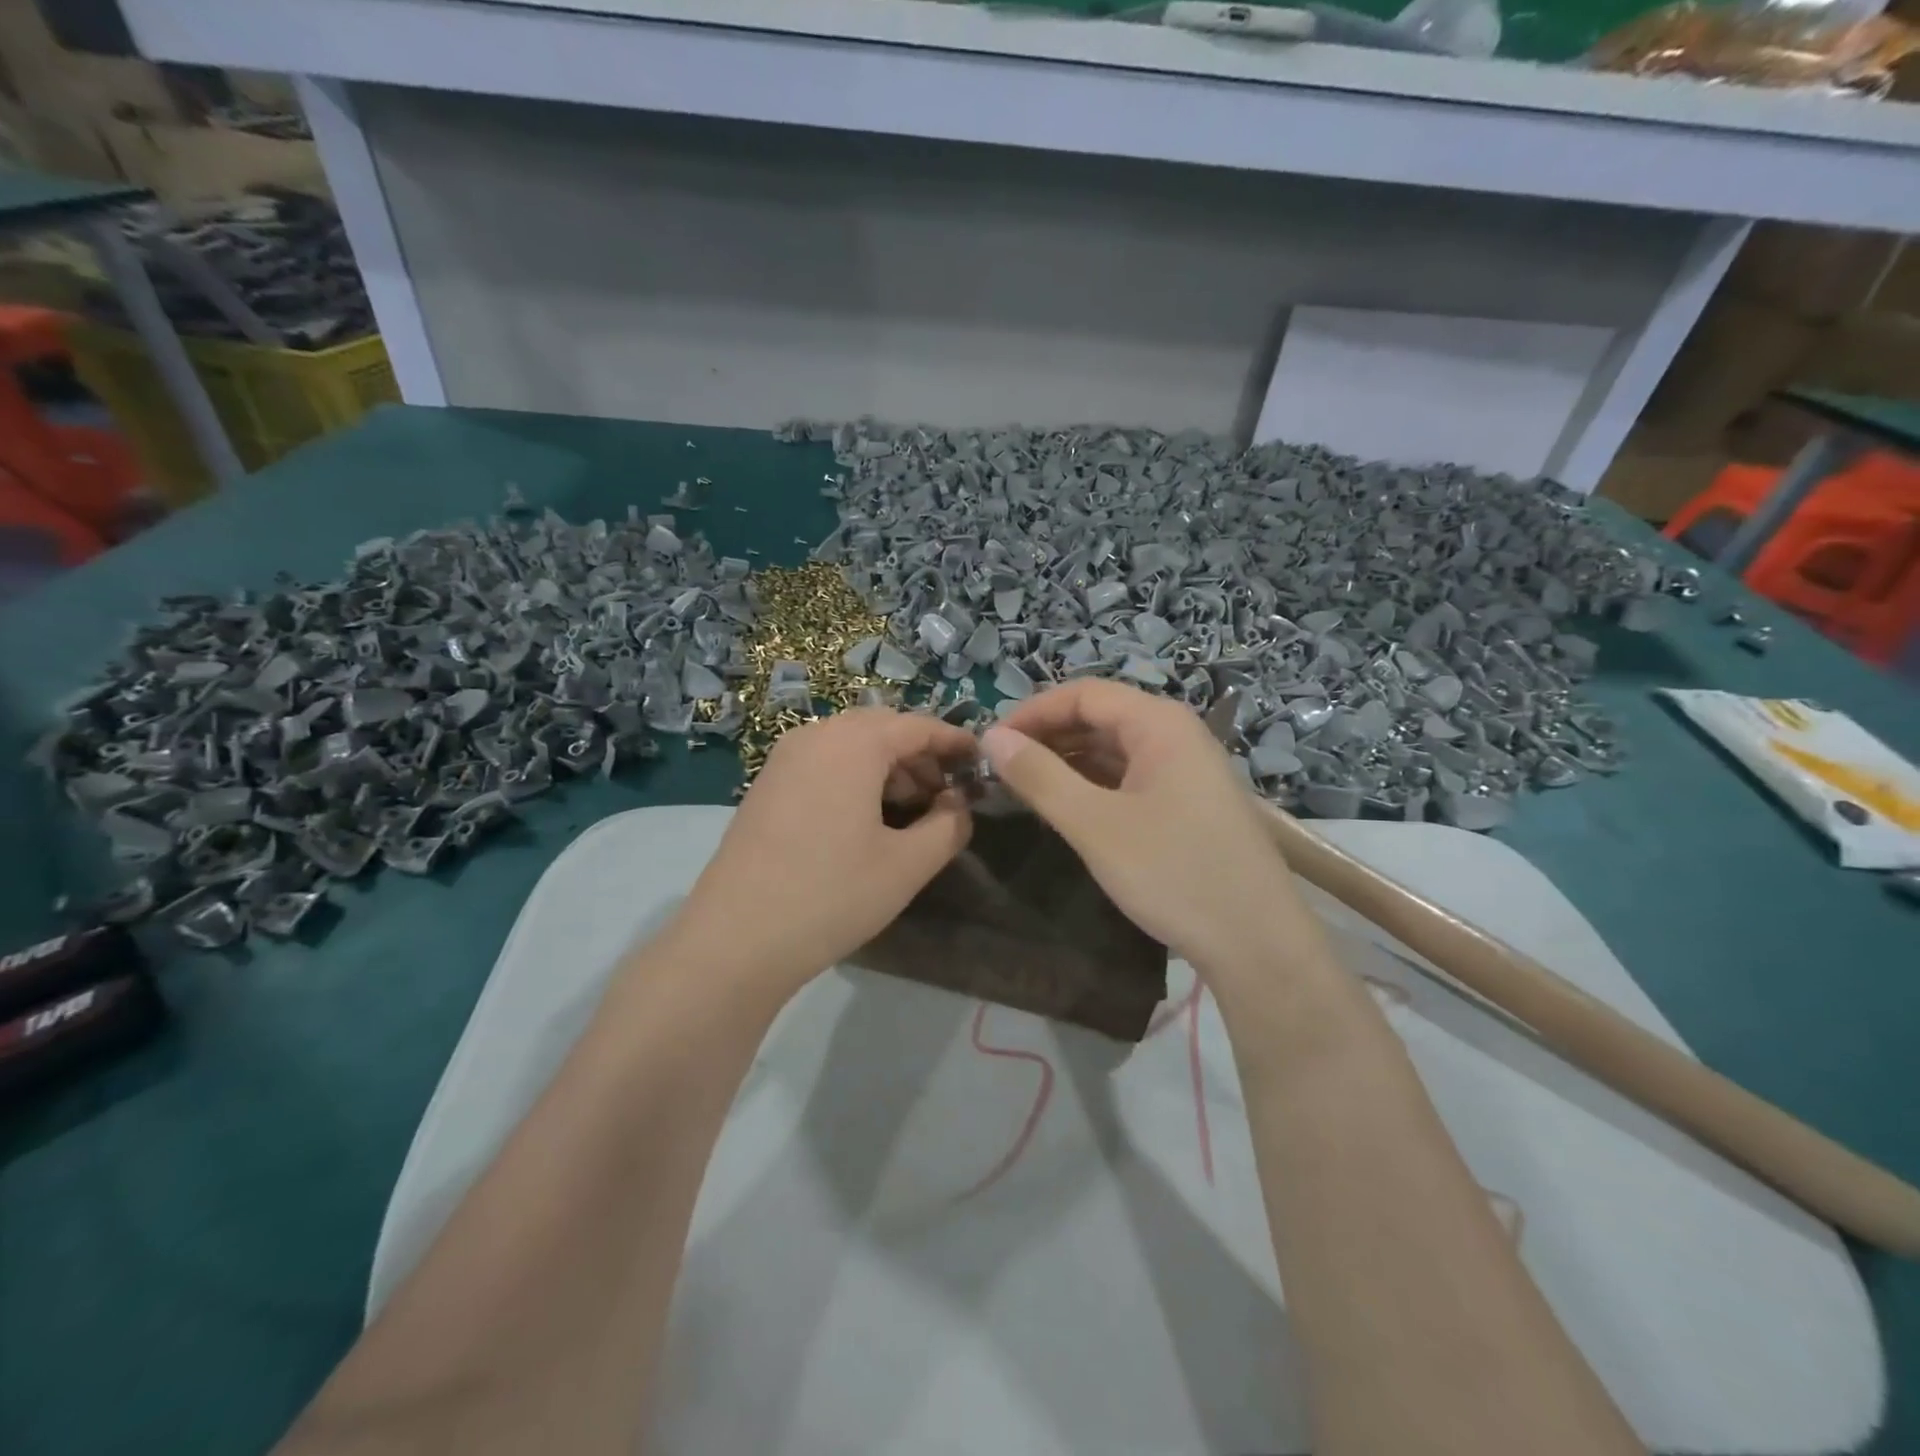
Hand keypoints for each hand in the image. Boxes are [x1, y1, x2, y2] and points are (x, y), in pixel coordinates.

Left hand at [661, 709, 975, 994]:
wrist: (735, 940)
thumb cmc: (832, 896)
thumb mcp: (907, 865)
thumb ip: (949, 826)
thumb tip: (959, 804)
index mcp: (853, 744)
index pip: (917, 726)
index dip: (954, 742)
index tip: (982, 763)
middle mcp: (815, 736)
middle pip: (882, 730)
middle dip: (920, 756)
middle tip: (946, 796)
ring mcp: (784, 759)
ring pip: (850, 746)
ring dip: (888, 768)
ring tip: (910, 812)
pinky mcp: (766, 786)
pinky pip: (824, 764)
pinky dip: (855, 778)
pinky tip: (865, 821)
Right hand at [983, 680, 1306, 979]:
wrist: (1257, 944)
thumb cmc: (1173, 873)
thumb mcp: (1095, 824)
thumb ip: (1040, 777)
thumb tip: (992, 738)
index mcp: (1159, 724)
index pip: (1084, 694)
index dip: (1032, 712)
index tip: (990, 743)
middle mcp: (1176, 735)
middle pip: (1100, 718)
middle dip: (1047, 737)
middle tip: (1000, 769)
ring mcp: (1186, 771)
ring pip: (1113, 750)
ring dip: (1067, 763)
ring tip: (1023, 788)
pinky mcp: (1187, 804)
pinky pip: (1130, 778)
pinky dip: (1092, 786)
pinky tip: (1066, 809)